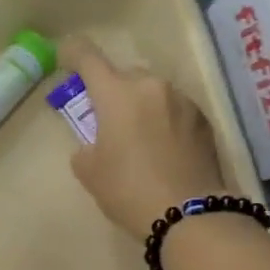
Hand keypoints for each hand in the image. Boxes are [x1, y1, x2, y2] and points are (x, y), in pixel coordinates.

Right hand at [61, 37, 225, 237]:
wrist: (189, 214)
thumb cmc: (128, 190)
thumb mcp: (89, 172)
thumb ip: (86, 146)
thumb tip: (96, 142)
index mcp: (117, 94)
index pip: (88, 58)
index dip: (73, 54)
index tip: (65, 58)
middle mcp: (152, 86)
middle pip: (124, 76)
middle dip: (112, 92)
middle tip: (106, 120)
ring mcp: (183, 100)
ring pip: (153, 92)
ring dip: (141, 106)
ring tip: (138, 139)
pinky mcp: (204, 119)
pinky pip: (174, 109)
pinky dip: (163, 121)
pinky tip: (163, 150)